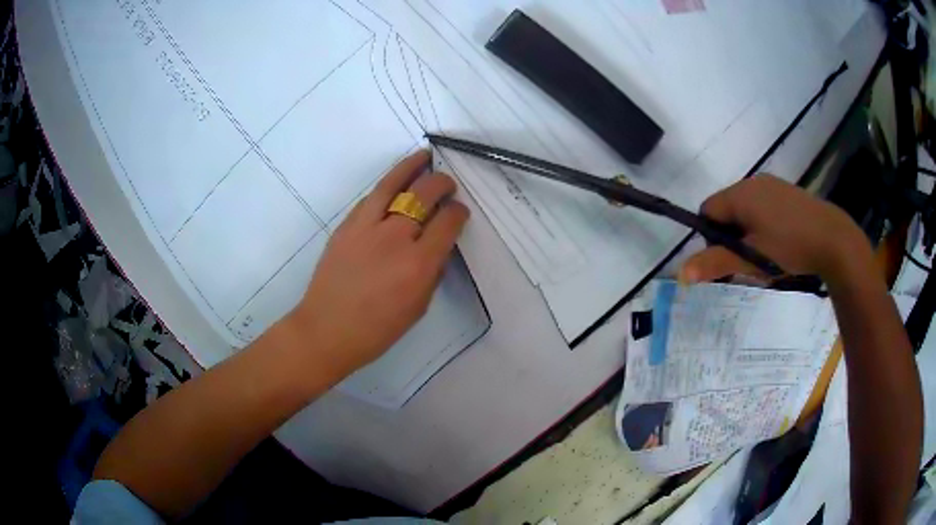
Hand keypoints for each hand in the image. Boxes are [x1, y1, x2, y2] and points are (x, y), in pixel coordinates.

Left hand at [286, 150, 468, 375]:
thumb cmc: (377, 330)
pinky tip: (394, 184)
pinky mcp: (346, 226)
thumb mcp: (418, 307)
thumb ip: (432, 272)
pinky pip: (371, 197)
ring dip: (412, 167)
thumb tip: (438, 246)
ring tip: (424, 157)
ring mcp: (366, 227)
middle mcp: (395, 238)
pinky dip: (387, 186)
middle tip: (447, 185)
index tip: (459, 212)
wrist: (326, 330)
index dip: (459, 212)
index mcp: (418, 264)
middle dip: (442, 184)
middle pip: (424, 194)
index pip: (448, 222)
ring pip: (394, 184)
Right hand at [679, 175, 872, 285]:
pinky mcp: (786, 191)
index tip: (729, 258)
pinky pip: (763, 205)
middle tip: (749, 261)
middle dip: (731, 236)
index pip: (707, 210)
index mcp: (740, 194)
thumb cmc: (789, 247)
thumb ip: (715, 263)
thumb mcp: (751, 259)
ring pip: (746, 208)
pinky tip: (781, 241)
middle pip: (726, 209)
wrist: (833, 239)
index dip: (711, 237)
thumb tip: (679, 274)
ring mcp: (771, 184)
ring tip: (767, 254)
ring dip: (748, 231)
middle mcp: (752, 182)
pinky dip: (763, 223)